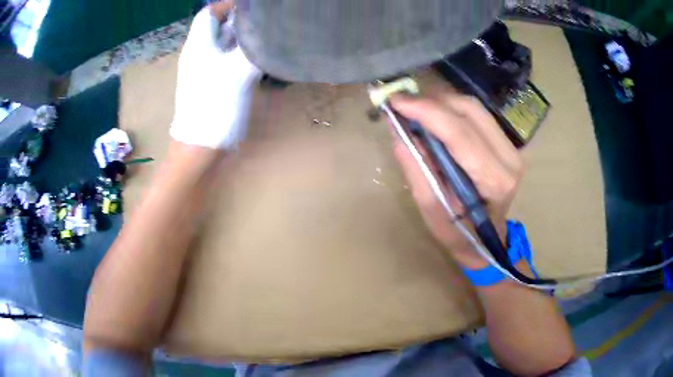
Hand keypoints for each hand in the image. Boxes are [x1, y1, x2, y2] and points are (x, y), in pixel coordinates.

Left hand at [170, 1, 261, 149]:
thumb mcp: (237, 72)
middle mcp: (201, 54)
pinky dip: (246, 55)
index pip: (210, 13)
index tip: (255, 7)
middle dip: (244, 21)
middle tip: (269, 21)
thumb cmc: (214, 107)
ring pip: (227, 45)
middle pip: (221, 27)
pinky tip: (263, 58)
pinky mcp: (215, 84)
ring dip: (247, 39)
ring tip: (270, 36)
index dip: (229, 5)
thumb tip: (271, 30)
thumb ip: (254, 47)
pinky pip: (230, 61)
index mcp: (199, 46)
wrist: (200, 149)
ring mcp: (208, 70)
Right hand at [390, 93, 523, 268]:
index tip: (396, 102)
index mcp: (493, 180)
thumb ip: (416, 169)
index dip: (426, 111)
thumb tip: (398, 131)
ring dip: (442, 102)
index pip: (459, 133)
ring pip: (474, 107)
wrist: (486, 241)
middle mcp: (509, 158)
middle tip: (403, 104)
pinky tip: (435, 116)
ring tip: (416, 109)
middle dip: (433, 101)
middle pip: (470, 110)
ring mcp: (512, 149)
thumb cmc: (458, 233)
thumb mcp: (431, 209)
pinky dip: (452, 109)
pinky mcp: (507, 144)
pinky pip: (477, 114)